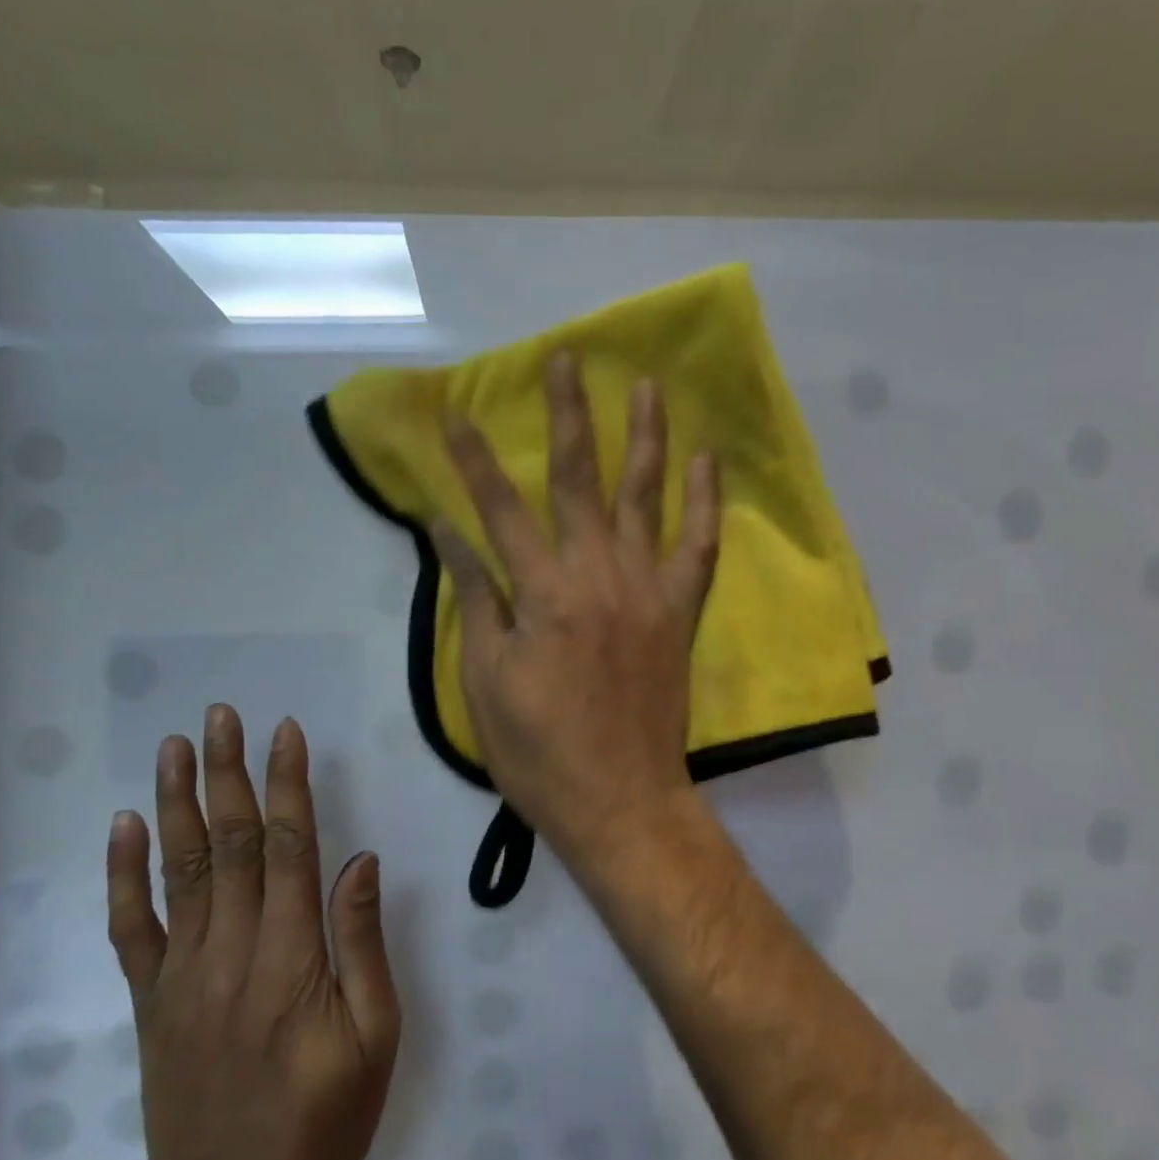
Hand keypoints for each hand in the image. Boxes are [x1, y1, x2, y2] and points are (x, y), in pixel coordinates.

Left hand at [99, 705, 400, 1159]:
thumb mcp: (374, 1039)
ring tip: (175, 747)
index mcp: (290, 959)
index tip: (285, 732)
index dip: (286, 785)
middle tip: (222, 716)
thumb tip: (360, 861)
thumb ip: (363, 945)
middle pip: (227, 844)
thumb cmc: (322, 1122)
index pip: (287, 848)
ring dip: (177, 802)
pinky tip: (126, 826)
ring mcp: (182, 976)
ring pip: (179, 871)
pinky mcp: (151, 1001)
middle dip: (227, 773)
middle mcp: (230, 953)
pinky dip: (124, 874)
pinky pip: (132, 927)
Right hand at [432, 352, 721, 859]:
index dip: (474, 459)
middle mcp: (596, 573)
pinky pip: (700, 546)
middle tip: (567, 360)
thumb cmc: (539, 749)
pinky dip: (706, 501)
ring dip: (644, 436)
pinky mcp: (680, 610)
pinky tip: (707, 459)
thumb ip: (475, 598)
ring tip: (646, 385)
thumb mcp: (486, 679)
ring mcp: (647, 588)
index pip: (498, 508)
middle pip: (577, 478)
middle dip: (568, 414)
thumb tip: (450, 533)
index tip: (457, 414)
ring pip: (646, 496)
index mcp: (541, 592)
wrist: (621, 799)